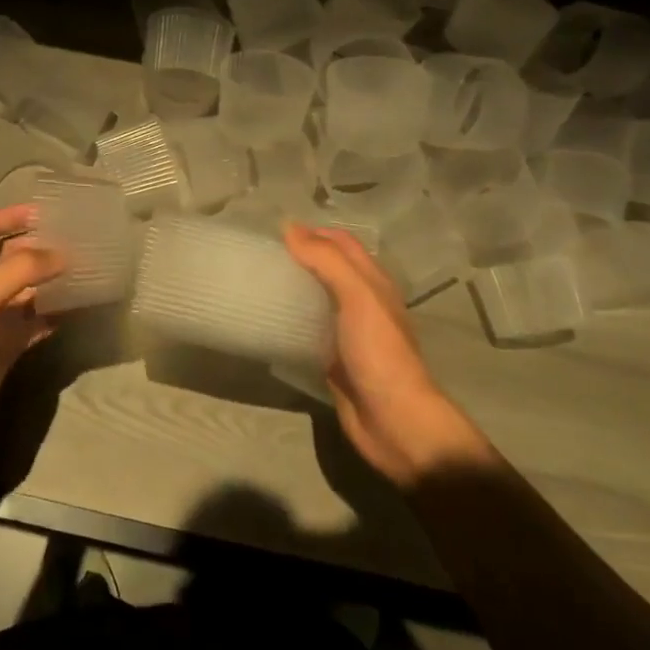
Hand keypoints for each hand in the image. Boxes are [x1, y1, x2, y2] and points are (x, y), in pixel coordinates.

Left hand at [0, 206, 63, 466]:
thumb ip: (18, 272)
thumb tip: (62, 255)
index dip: (13, 216)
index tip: (48, 212)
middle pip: (13, 260)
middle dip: (42, 248)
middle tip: (81, 242)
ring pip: (29, 293)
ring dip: (54, 282)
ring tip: (88, 272)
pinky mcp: (6, 352)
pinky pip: (35, 325)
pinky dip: (55, 315)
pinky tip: (78, 312)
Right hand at [283, 223, 458, 486]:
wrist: (393, 421)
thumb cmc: (379, 353)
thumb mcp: (358, 297)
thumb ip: (327, 261)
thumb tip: (290, 228)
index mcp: (373, 282)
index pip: (341, 243)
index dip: (313, 232)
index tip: (275, 232)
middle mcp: (361, 302)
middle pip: (327, 268)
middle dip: (298, 258)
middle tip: (259, 257)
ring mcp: (346, 332)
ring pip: (315, 299)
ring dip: (291, 288)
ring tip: (256, 283)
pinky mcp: (332, 359)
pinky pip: (306, 330)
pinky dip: (288, 321)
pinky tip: (265, 321)